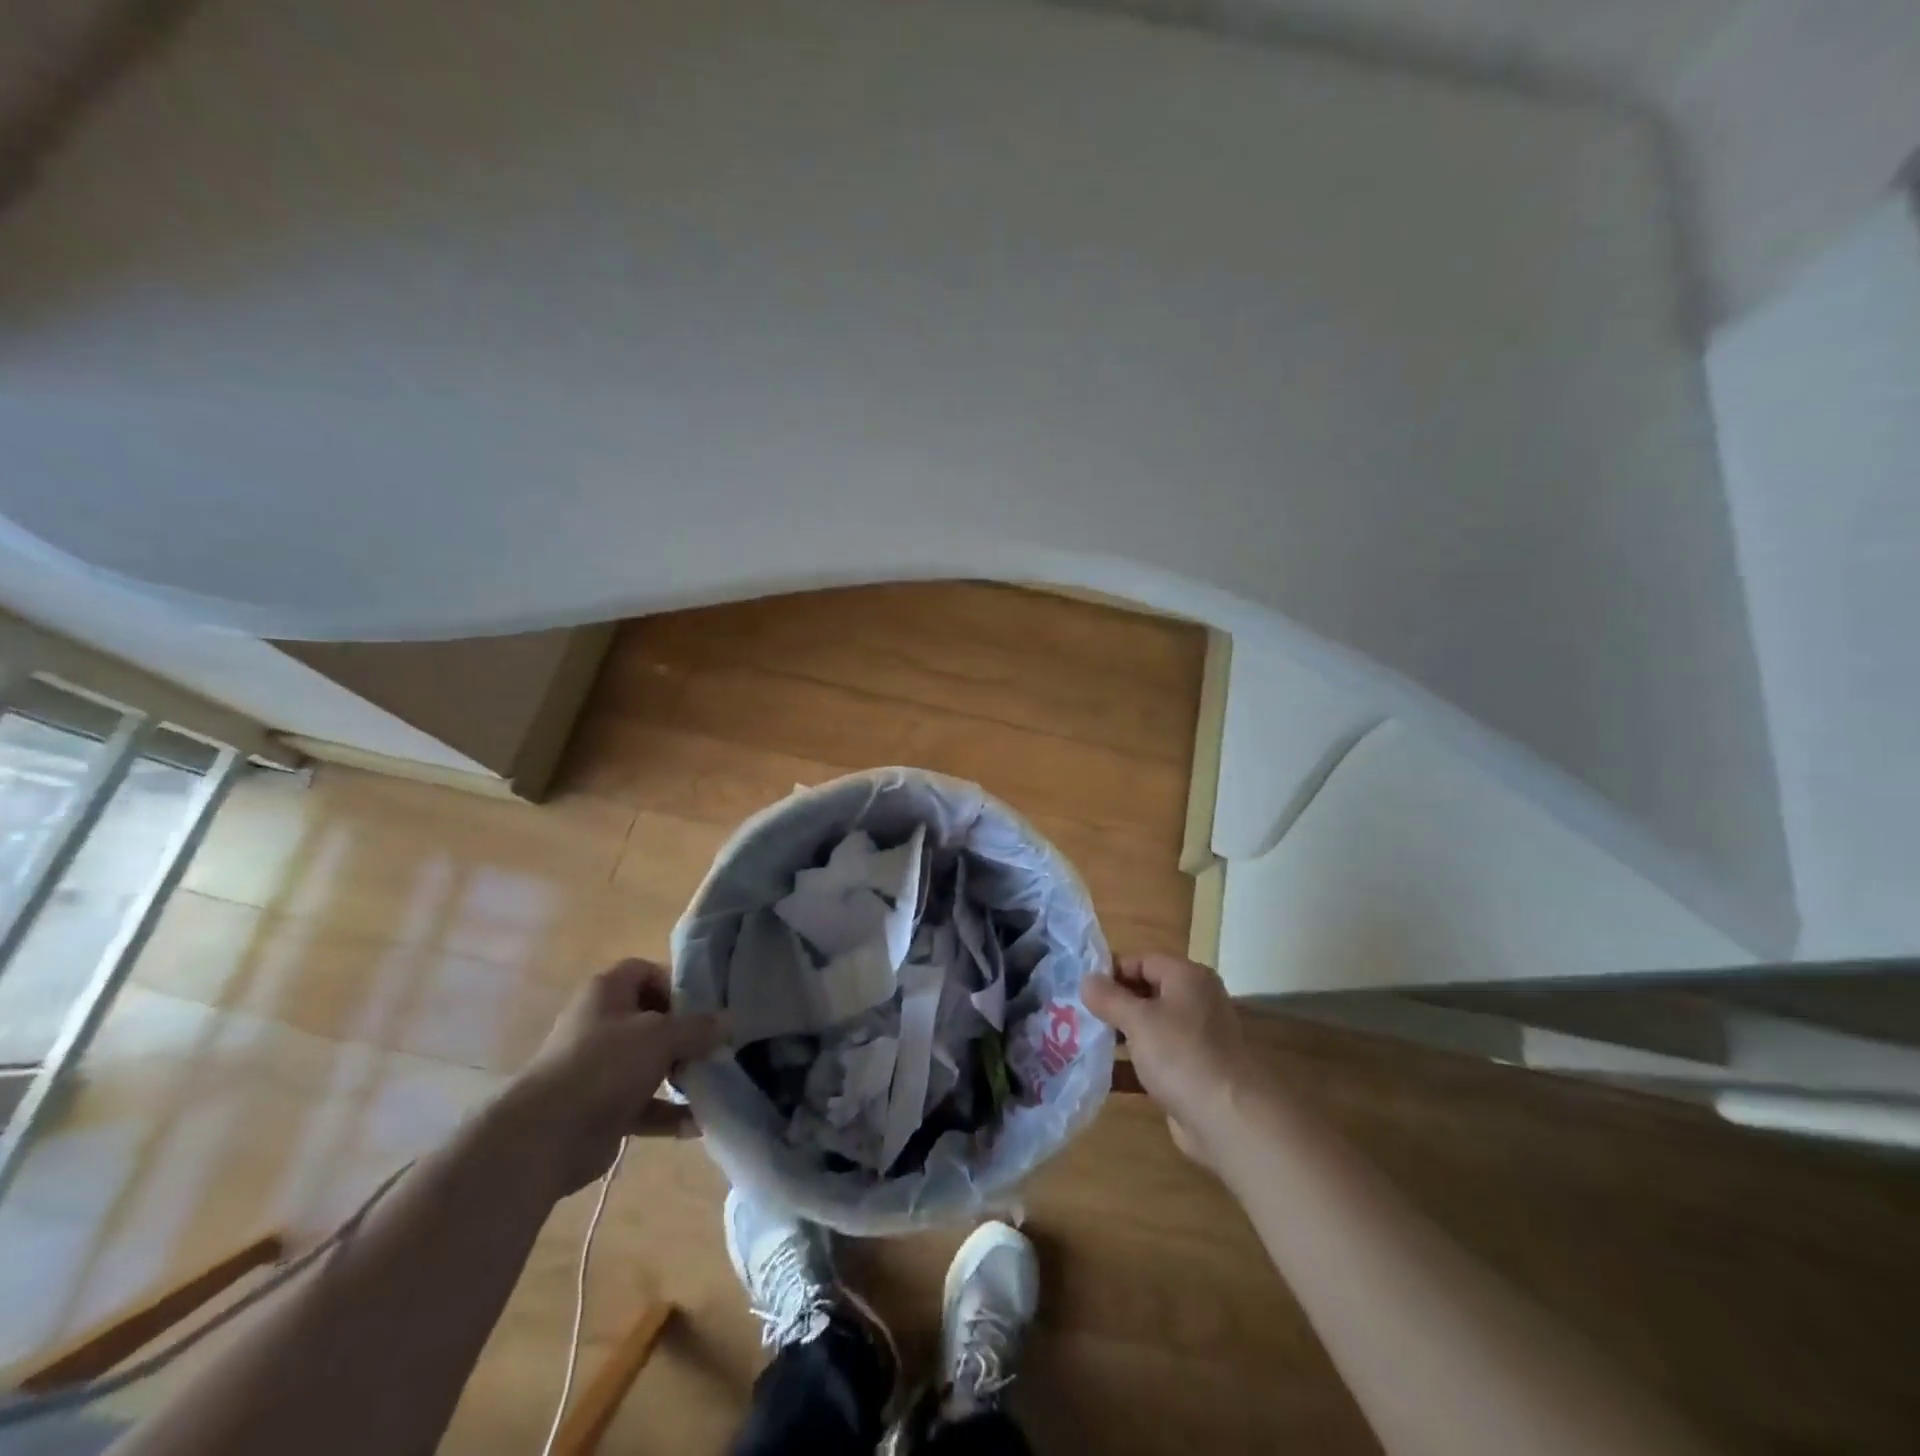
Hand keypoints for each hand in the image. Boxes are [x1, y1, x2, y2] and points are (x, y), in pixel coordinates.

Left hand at [503, 959, 726, 1195]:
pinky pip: (644, 1104)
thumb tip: (730, 1021)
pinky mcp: (602, 1107)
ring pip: (650, 1062)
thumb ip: (698, 1027)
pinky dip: (668, 1112)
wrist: (546, 1135)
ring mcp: (600, 1068)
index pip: (646, 971)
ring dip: (681, 1073)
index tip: (704, 1005)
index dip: (675, 984)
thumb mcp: (661, 1035)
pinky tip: (697, 1123)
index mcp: (607, 992)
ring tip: (713, 1081)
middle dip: (686, 1034)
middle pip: (652, 1019)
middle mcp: (601, 1023)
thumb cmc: (605, 1064)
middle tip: (715, 1046)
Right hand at [1083, 953, 1255, 1165]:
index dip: (1111, 970)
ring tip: (1080, 1040)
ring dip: (1117, 1035)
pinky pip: (1153, 1059)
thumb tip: (1087, 979)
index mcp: (1187, 978)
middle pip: (1145, 993)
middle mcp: (1194, 1002)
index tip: (1080, 986)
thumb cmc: (1182, 1054)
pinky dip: (1130, 1064)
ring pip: (1148, 1028)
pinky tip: (1101, 1074)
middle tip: (1075, 1013)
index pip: (1142, 960)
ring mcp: (1194, 1039)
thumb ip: (1109, 997)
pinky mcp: (1190, 1072)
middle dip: (1112, 1004)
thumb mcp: (1138, 1020)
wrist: (1229, 1120)